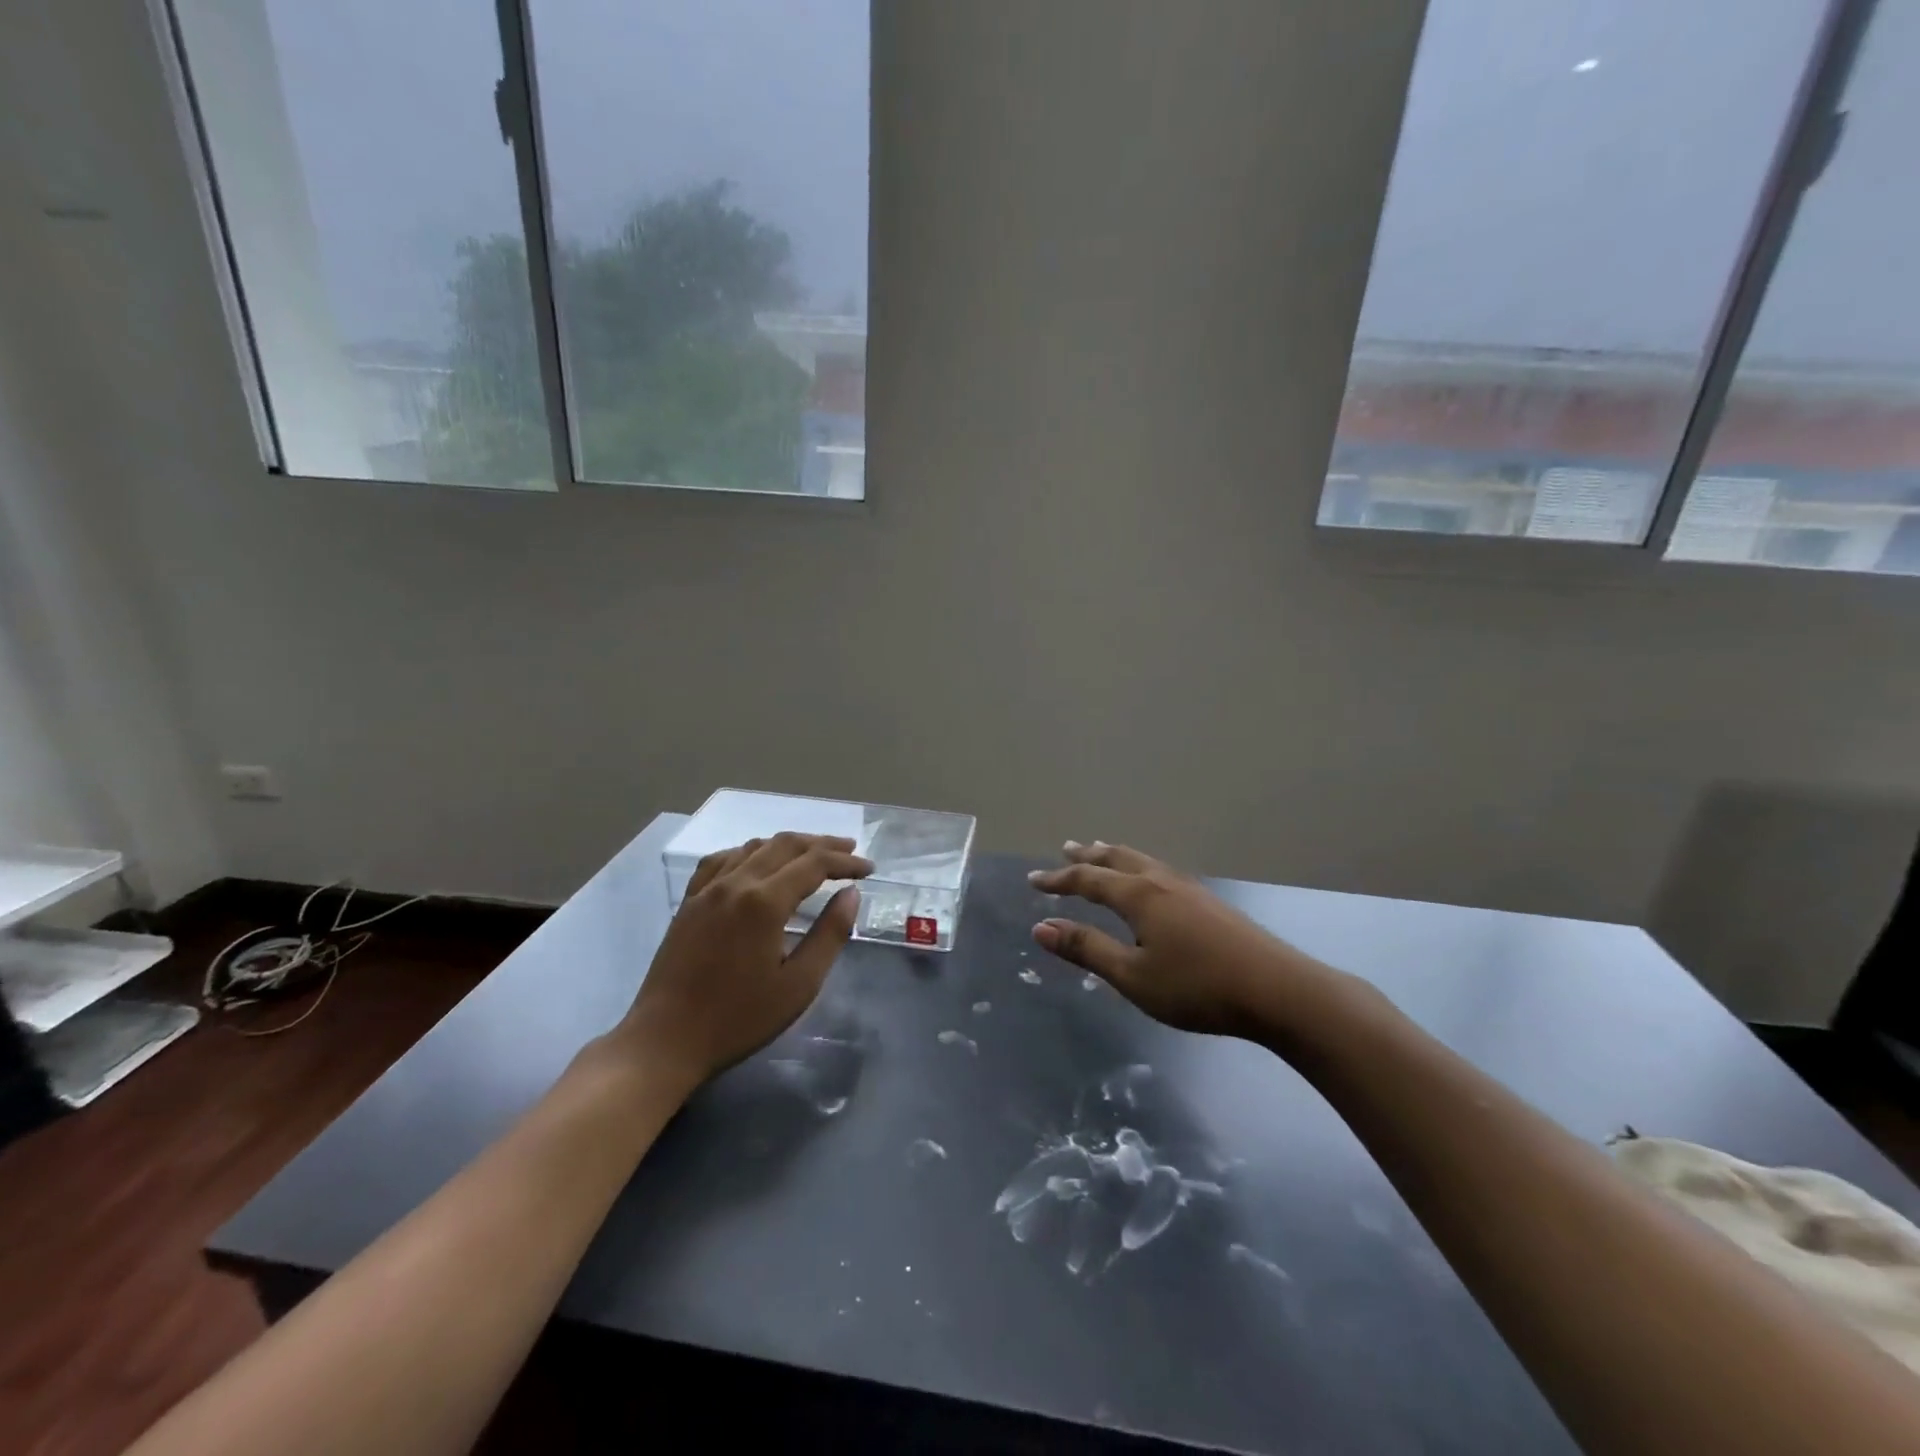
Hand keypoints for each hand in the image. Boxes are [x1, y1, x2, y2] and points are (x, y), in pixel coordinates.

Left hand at [620, 833, 872, 1087]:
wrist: (666, 1040)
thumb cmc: (739, 1018)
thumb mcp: (799, 985)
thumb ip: (830, 934)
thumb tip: (851, 894)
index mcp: (764, 901)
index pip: (814, 864)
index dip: (845, 862)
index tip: (869, 869)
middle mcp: (736, 883)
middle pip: (785, 845)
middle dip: (822, 844)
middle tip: (850, 851)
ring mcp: (707, 889)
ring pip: (754, 846)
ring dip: (789, 844)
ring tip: (812, 854)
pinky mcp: (689, 901)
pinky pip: (722, 860)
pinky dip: (749, 852)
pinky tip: (757, 862)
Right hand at [1030, 841, 1340, 1040]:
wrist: (1278, 990)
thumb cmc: (1197, 986)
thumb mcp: (1133, 976)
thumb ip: (1087, 949)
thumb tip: (1040, 927)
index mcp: (1138, 895)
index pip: (1088, 879)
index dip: (1058, 880)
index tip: (1033, 881)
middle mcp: (1161, 881)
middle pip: (1117, 859)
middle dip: (1088, 855)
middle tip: (1066, 847)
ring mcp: (1189, 888)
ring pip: (1142, 861)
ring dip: (1115, 855)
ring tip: (1102, 851)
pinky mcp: (1210, 902)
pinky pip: (1160, 871)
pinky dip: (1139, 866)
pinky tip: (1150, 881)